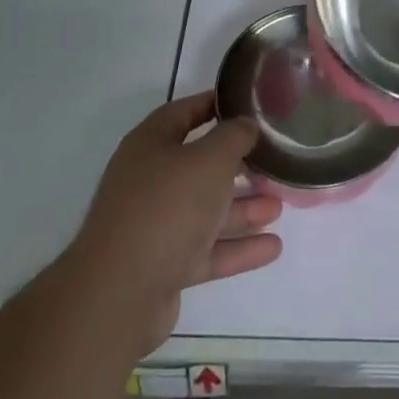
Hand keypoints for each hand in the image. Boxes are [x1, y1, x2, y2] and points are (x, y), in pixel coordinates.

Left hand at [67, 93, 282, 355]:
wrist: (119, 295)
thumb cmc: (166, 208)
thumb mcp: (209, 160)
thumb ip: (233, 137)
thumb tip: (245, 125)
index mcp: (150, 145)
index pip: (183, 113)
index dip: (213, 104)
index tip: (246, 103)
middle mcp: (149, 181)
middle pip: (198, 165)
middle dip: (237, 165)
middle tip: (272, 161)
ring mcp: (154, 226)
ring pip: (206, 210)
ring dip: (242, 208)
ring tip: (279, 205)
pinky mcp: (164, 266)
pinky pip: (207, 249)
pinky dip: (238, 248)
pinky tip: (273, 247)